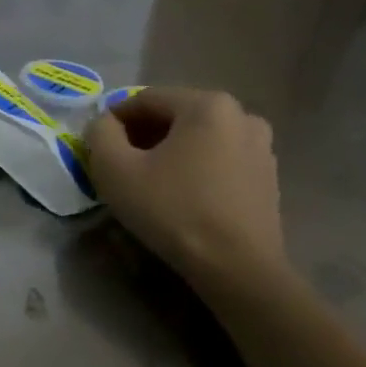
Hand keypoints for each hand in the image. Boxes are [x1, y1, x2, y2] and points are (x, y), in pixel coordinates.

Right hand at [83, 88, 285, 287]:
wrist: (235, 267)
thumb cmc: (171, 209)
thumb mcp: (114, 168)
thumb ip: (100, 133)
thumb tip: (105, 124)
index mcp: (207, 105)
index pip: (144, 99)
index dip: (113, 120)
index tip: (97, 147)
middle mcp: (242, 115)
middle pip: (174, 116)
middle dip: (142, 135)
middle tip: (119, 164)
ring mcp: (261, 146)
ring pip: (198, 138)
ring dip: (169, 151)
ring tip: (148, 181)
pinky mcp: (268, 177)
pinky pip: (219, 159)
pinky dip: (194, 168)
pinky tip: (179, 195)